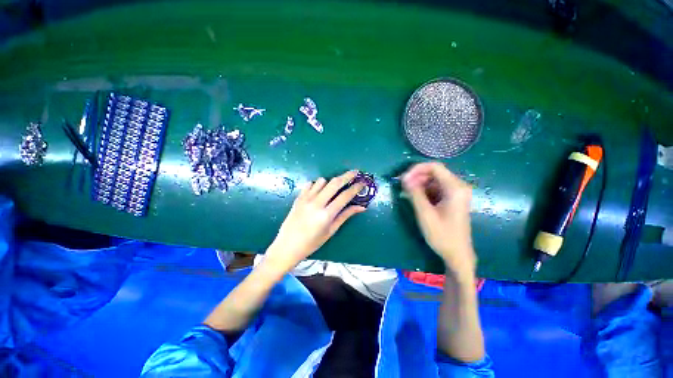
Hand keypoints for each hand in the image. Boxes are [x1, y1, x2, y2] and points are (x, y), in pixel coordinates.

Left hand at [265, 170, 365, 272]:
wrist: (287, 246)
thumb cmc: (312, 243)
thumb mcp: (331, 231)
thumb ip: (345, 216)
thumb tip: (361, 207)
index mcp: (326, 215)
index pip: (345, 196)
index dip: (356, 188)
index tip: (363, 182)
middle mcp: (316, 203)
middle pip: (334, 183)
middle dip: (347, 175)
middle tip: (355, 172)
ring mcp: (305, 199)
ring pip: (322, 181)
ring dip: (330, 182)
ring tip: (332, 189)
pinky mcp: (298, 198)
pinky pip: (310, 184)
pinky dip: (317, 185)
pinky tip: (318, 192)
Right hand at [402, 162, 475, 274]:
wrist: (457, 254)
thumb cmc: (442, 235)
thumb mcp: (425, 213)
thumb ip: (415, 193)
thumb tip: (404, 178)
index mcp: (455, 188)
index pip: (435, 167)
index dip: (416, 169)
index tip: (403, 179)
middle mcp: (458, 186)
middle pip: (434, 172)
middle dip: (416, 177)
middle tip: (403, 187)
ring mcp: (456, 193)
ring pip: (434, 180)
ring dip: (419, 184)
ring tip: (406, 194)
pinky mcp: (452, 199)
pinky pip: (436, 188)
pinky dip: (424, 191)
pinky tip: (414, 199)